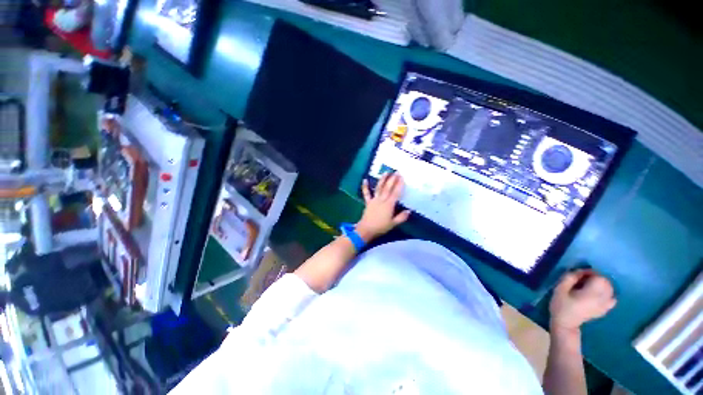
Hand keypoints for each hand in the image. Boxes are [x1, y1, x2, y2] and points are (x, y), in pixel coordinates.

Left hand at [357, 173, 410, 241]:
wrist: (366, 229)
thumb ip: (401, 217)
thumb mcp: (393, 224)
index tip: (402, 177)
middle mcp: (382, 200)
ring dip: (382, 180)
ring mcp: (374, 200)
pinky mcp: (368, 202)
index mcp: (389, 205)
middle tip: (396, 172)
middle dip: (392, 179)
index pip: (395, 193)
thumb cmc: (381, 227)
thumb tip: (409, 211)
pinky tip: (365, 180)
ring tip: (386, 172)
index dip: (399, 185)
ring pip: (379, 188)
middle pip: (388, 188)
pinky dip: (365, 187)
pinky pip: (366, 193)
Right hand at [549, 270, 616, 332]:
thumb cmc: (561, 305)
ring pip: (610, 290)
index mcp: (591, 293)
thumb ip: (569, 278)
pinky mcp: (604, 310)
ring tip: (590, 285)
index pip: (599, 277)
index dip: (590, 272)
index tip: (579, 274)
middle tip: (583, 279)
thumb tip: (579, 271)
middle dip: (596, 277)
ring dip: (602, 284)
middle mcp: (602, 299)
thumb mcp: (559, 289)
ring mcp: (605, 305)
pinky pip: (612, 299)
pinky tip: (599, 294)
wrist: (566, 324)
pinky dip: (608, 294)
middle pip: (607, 282)